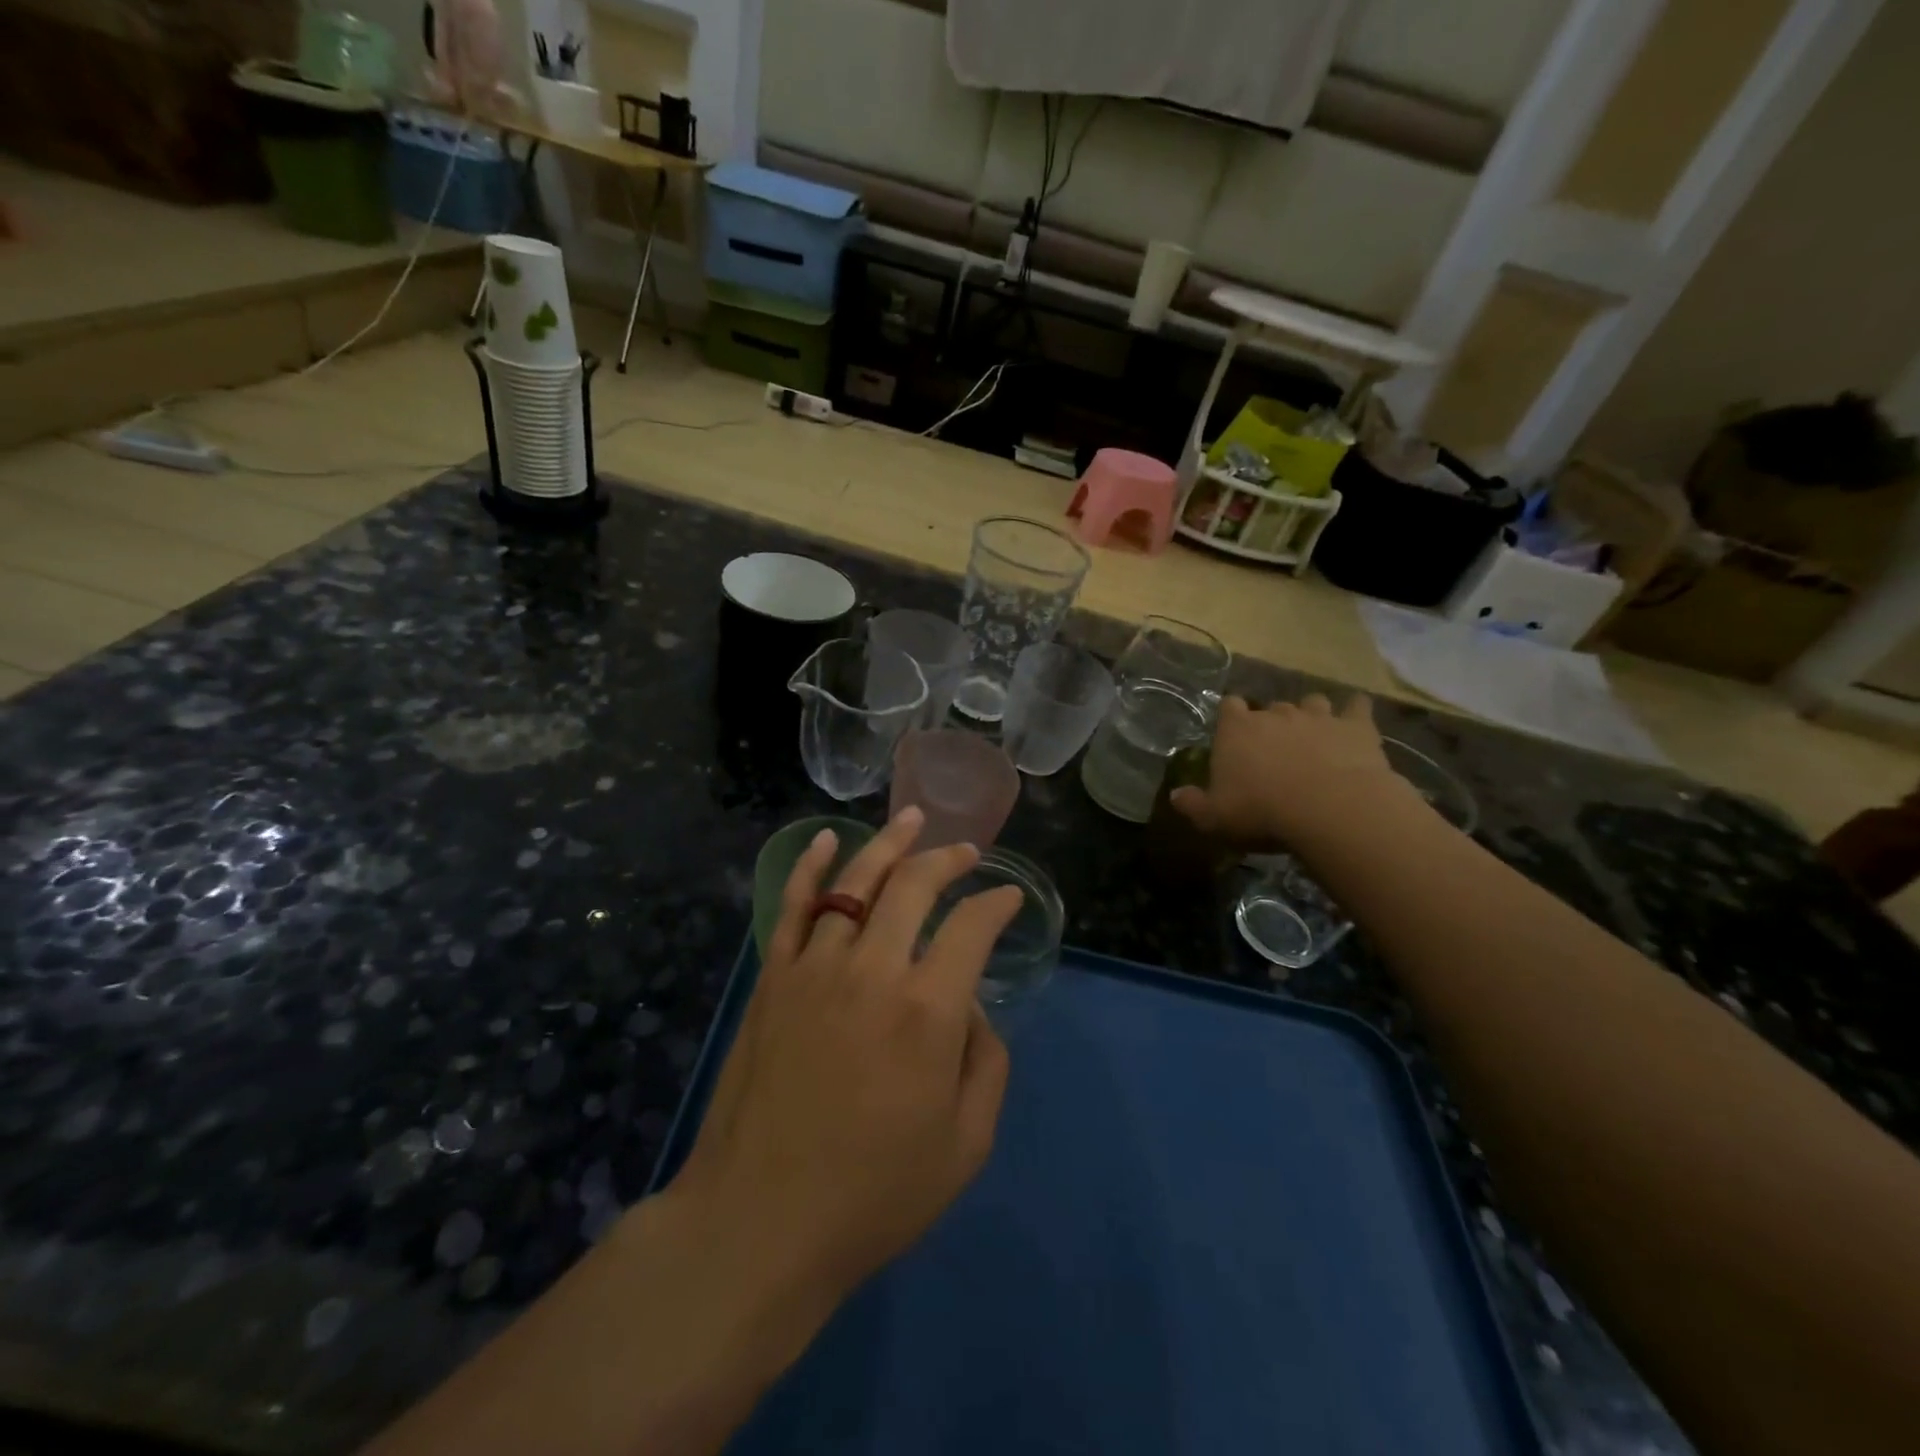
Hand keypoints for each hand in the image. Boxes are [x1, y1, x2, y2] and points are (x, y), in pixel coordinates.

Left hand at [669, 807, 1023, 1311]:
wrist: (760, 1221)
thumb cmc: (873, 1194)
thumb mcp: (965, 1146)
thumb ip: (986, 1064)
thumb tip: (971, 1009)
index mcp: (927, 1010)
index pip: (972, 927)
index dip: (997, 904)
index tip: (1009, 898)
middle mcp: (873, 970)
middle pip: (914, 886)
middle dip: (948, 859)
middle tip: (967, 852)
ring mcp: (815, 968)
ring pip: (855, 883)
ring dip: (888, 845)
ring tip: (912, 819)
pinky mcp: (773, 978)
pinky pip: (793, 907)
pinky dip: (809, 867)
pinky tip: (824, 840)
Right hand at [1171, 693, 1413, 848]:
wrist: (1330, 809)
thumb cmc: (1261, 811)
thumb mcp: (1214, 817)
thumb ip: (1193, 804)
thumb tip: (1176, 795)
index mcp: (1237, 729)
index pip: (1229, 707)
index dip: (1231, 718)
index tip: (1234, 736)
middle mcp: (1275, 714)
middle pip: (1271, 707)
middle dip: (1272, 722)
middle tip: (1275, 749)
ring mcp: (1318, 716)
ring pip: (1312, 702)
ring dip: (1311, 715)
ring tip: (1314, 736)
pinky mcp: (1355, 726)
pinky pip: (1357, 707)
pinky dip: (1355, 712)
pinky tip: (1355, 723)